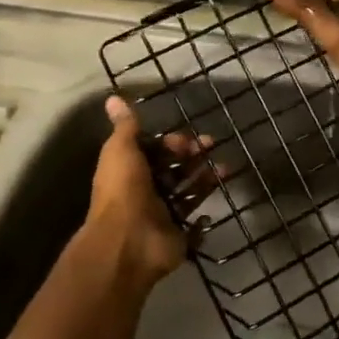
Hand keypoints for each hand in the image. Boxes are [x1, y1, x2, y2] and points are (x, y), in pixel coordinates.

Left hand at [86, 96, 213, 288]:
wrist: (128, 241)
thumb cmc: (124, 190)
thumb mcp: (121, 150)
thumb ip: (125, 127)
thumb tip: (113, 97)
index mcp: (131, 171)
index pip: (155, 152)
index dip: (172, 143)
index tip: (187, 141)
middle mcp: (146, 192)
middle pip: (174, 170)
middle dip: (194, 157)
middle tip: (213, 147)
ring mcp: (162, 216)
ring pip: (188, 194)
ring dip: (205, 180)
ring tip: (226, 169)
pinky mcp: (177, 237)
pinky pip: (193, 228)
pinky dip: (202, 220)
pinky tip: (212, 209)